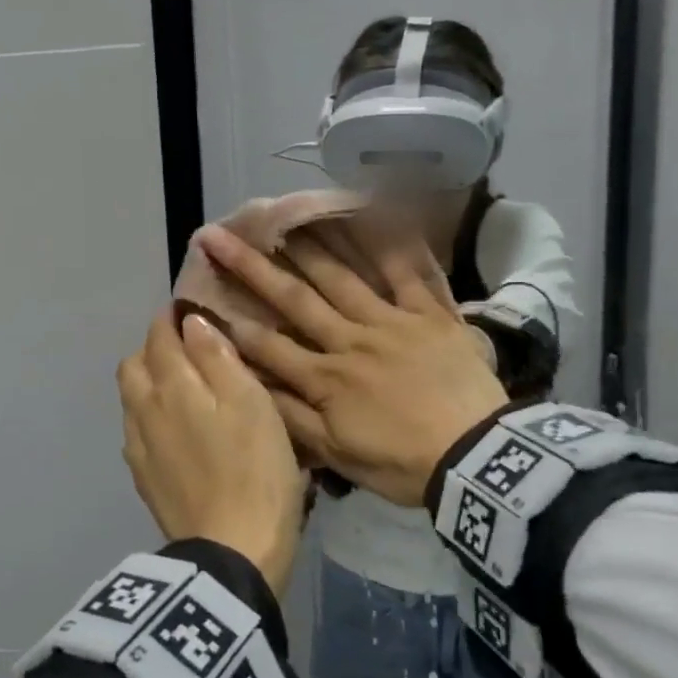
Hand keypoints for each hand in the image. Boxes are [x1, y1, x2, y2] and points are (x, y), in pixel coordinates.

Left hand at [117, 308, 306, 598]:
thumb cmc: (255, 470)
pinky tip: (175, 431)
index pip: (159, 336)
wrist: (232, 551)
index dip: (171, 319)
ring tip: (183, 389)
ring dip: (149, 382)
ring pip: (131, 398)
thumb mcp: (251, 403)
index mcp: (170, 386)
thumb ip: (217, 357)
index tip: (188, 312)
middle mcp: (143, 410)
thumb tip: (191, 323)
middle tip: (188, 350)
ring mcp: (138, 448)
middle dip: (154, 348)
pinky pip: (136, 431)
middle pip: (134, 365)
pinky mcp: (143, 479)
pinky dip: (151, 416)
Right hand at [195, 221, 508, 507]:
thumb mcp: (339, 457)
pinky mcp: (432, 314)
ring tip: (279, 218)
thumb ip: (292, 420)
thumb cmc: (404, 464)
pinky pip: (410, 271)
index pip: (269, 345)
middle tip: (218, 236)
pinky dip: (393, 241)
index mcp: (326, 379)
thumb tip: (250, 388)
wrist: (478, 458)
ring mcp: (392, 321)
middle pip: (295, 300)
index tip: (199, 295)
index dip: (232, 320)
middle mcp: (351, 340)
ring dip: (307, 246)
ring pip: (343, 277)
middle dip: (252, 268)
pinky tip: (373, 213)